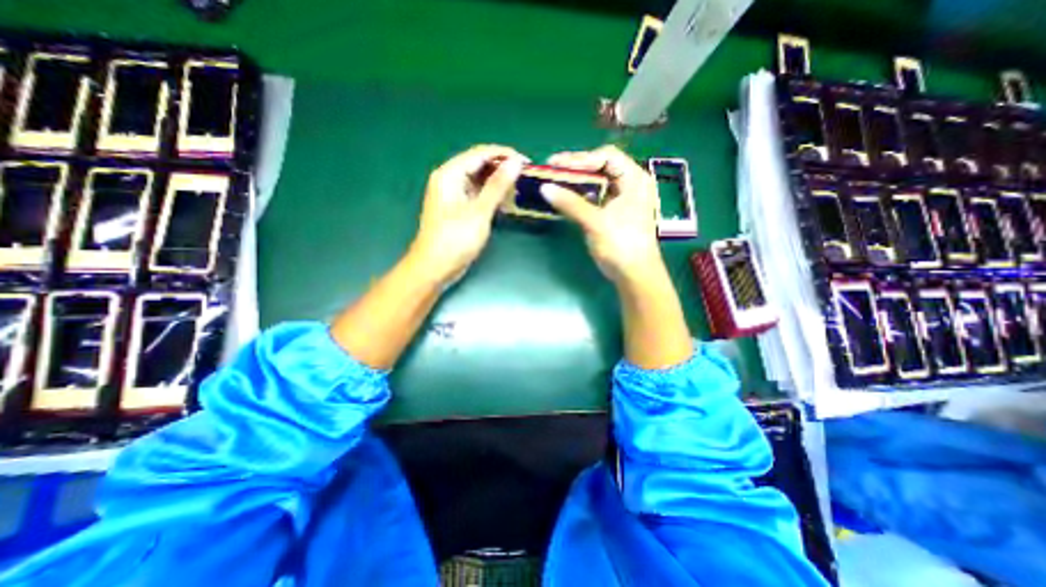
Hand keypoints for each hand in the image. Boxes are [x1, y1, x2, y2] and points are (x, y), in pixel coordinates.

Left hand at [410, 144, 527, 283]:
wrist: (435, 268)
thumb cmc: (455, 239)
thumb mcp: (479, 211)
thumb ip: (497, 185)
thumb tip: (516, 162)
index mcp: (449, 174)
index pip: (480, 153)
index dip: (505, 154)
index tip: (527, 163)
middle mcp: (449, 179)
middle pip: (479, 164)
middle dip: (502, 168)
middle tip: (526, 176)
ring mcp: (453, 194)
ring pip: (479, 180)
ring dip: (498, 182)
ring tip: (520, 187)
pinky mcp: (457, 208)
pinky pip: (477, 194)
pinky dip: (491, 195)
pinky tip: (506, 201)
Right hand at [538, 144, 661, 284]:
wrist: (634, 274)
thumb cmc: (622, 245)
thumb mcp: (596, 222)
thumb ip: (571, 204)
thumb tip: (544, 188)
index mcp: (634, 180)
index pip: (607, 157)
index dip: (581, 158)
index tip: (557, 164)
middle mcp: (629, 184)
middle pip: (601, 167)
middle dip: (576, 168)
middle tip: (551, 170)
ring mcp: (620, 199)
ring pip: (596, 182)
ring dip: (576, 181)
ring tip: (554, 181)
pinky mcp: (612, 212)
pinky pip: (594, 196)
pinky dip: (579, 195)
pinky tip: (564, 196)